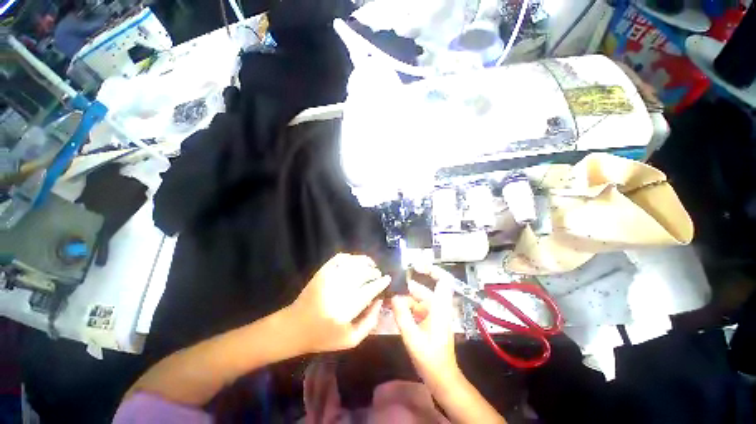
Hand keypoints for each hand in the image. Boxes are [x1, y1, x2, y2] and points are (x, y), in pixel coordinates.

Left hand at [288, 253, 390, 353]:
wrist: (295, 327)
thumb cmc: (324, 337)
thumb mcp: (350, 340)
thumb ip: (370, 322)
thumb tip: (380, 300)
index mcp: (345, 310)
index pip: (369, 289)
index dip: (381, 282)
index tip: (387, 279)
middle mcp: (338, 290)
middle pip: (363, 273)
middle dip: (375, 272)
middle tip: (378, 275)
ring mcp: (328, 278)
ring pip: (353, 263)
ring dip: (366, 262)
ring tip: (371, 265)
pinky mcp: (322, 272)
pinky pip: (340, 258)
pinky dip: (351, 257)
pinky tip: (356, 262)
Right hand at [391, 264, 460, 388]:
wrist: (441, 378)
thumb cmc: (430, 358)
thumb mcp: (412, 336)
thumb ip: (401, 314)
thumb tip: (393, 296)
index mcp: (439, 307)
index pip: (442, 280)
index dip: (431, 269)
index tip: (415, 266)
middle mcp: (438, 307)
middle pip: (422, 290)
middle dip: (405, 289)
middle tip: (389, 290)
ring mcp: (434, 314)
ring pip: (417, 300)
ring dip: (404, 300)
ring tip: (388, 302)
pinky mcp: (430, 321)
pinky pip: (417, 309)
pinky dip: (406, 309)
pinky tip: (395, 312)